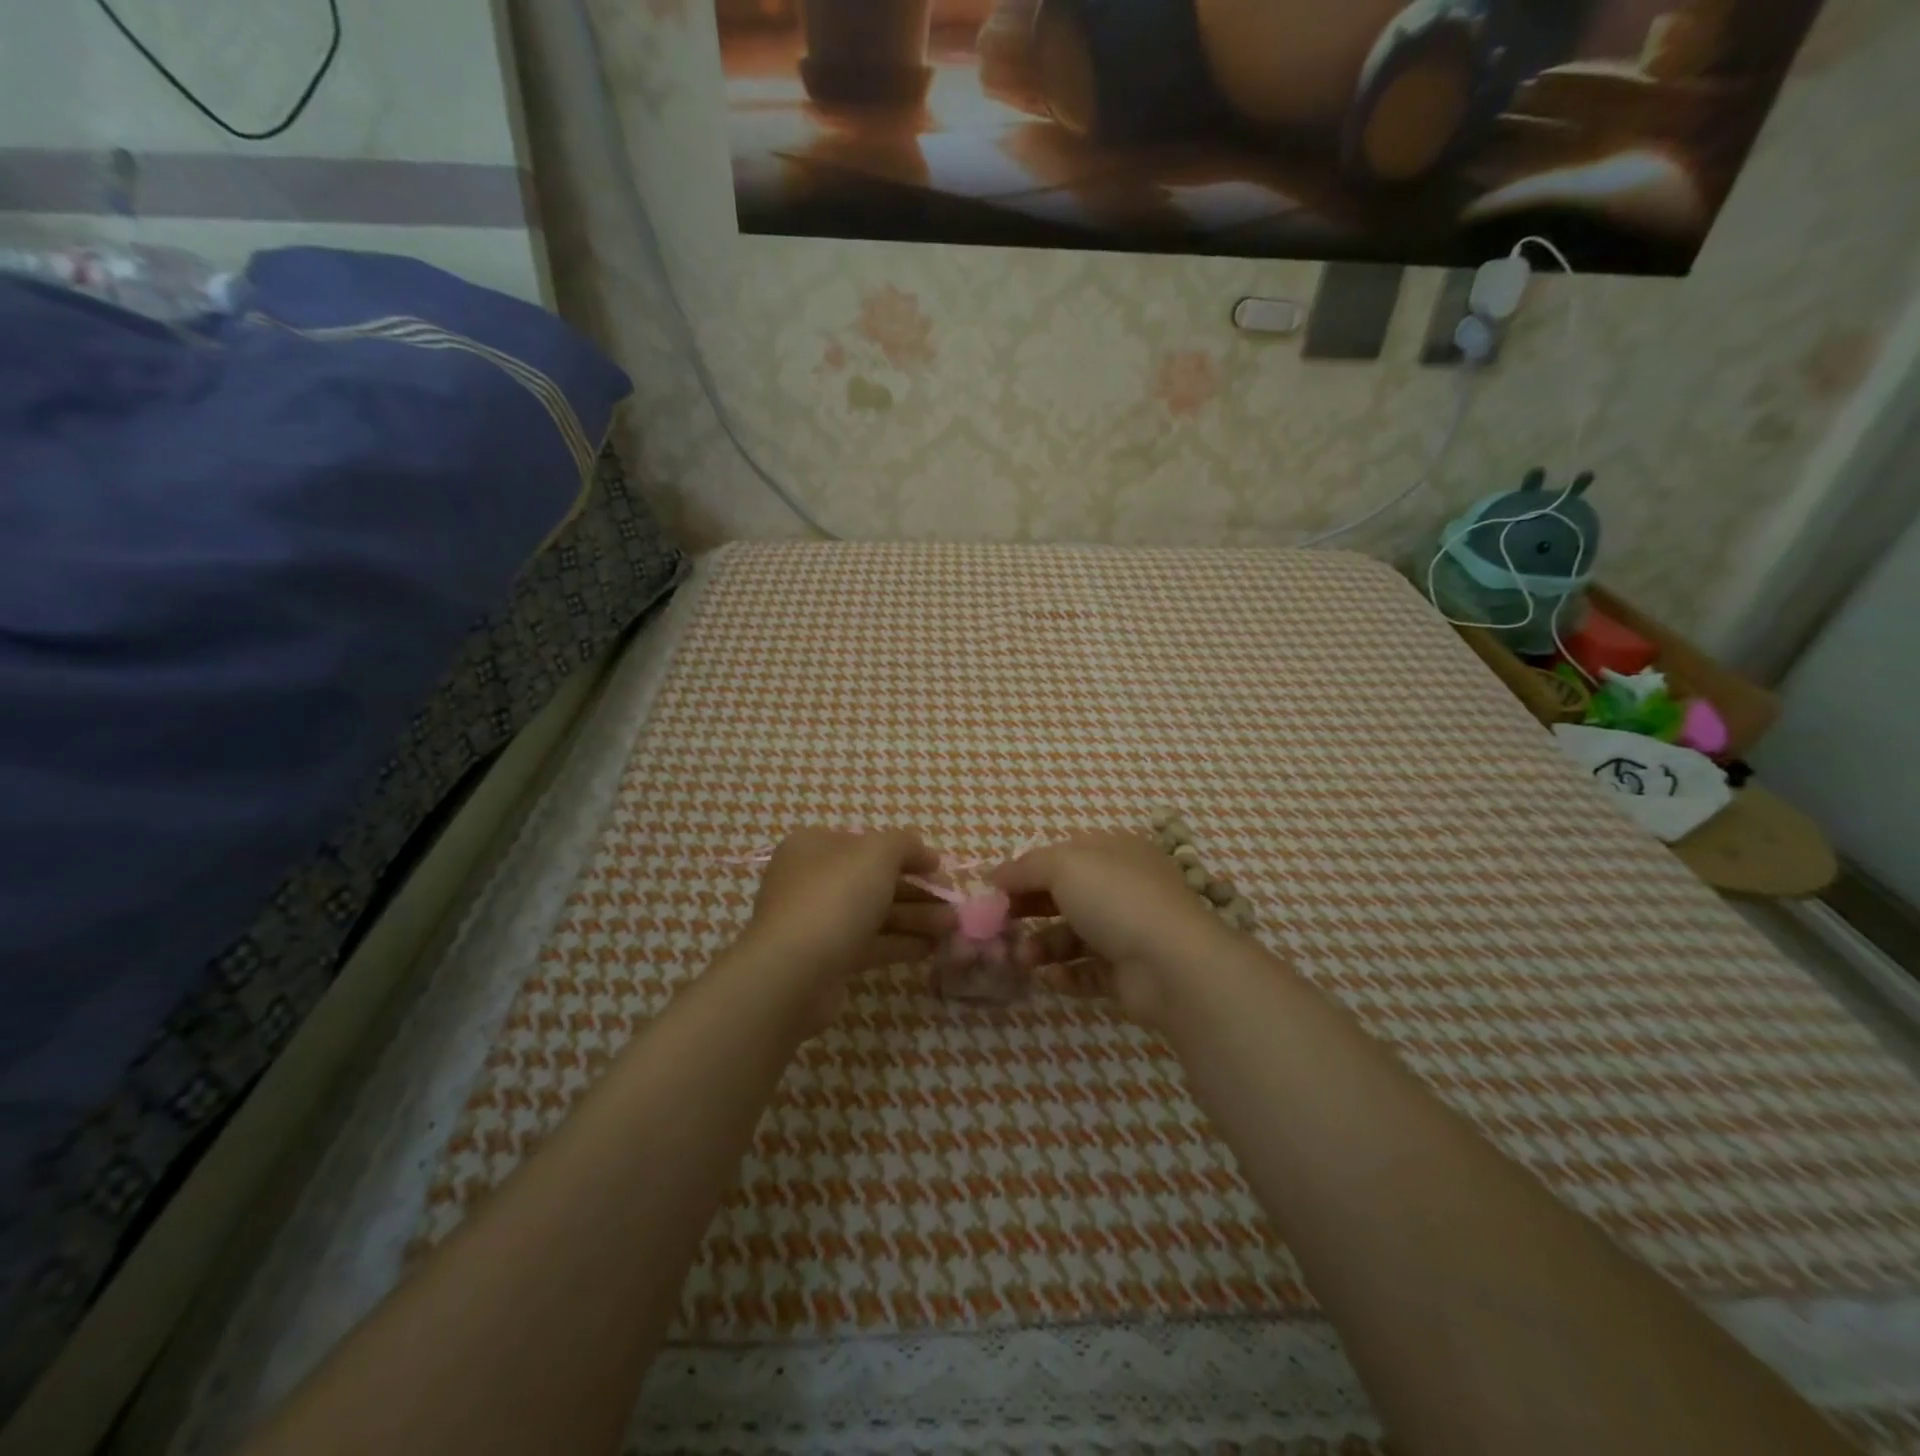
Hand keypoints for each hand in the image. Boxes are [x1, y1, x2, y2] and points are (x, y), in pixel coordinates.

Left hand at [740, 828, 949, 1029]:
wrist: (795, 972)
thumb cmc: (836, 897)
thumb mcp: (878, 853)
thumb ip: (905, 844)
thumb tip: (923, 853)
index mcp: (815, 846)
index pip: (868, 844)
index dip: (908, 854)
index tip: (940, 869)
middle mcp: (811, 879)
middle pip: (875, 881)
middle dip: (918, 891)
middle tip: (953, 905)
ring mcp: (817, 921)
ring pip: (875, 914)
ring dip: (916, 918)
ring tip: (952, 929)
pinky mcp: (826, 958)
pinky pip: (870, 944)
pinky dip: (900, 943)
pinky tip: (931, 949)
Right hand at [993, 831, 1230, 1026]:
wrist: (1171, 964)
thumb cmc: (1115, 899)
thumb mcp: (1063, 866)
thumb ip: (1025, 867)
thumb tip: (995, 874)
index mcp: (1114, 852)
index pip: (1063, 855)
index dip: (1027, 870)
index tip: (993, 890)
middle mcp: (1123, 887)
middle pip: (1065, 896)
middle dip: (1030, 910)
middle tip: (999, 926)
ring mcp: (1129, 931)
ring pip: (1074, 936)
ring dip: (1043, 946)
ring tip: (1022, 959)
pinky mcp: (1129, 972)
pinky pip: (1089, 971)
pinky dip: (1066, 974)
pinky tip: (1049, 978)